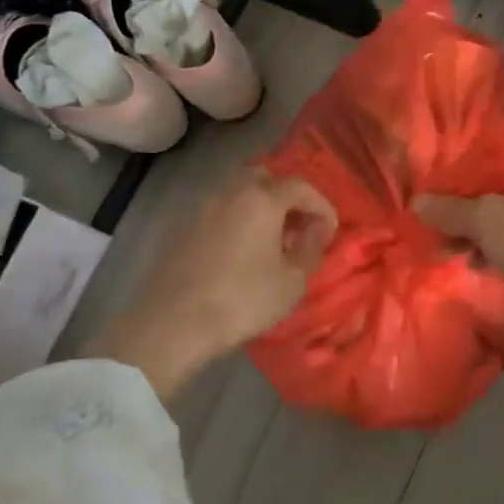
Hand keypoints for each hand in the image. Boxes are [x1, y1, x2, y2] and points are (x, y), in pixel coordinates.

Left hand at [95, 168, 336, 401]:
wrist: (173, 323)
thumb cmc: (243, 300)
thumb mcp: (292, 281)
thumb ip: (310, 249)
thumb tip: (317, 231)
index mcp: (262, 200)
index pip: (301, 187)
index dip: (321, 206)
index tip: (329, 232)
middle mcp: (231, 194)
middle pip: (265, 179)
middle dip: (287, 198)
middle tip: (298, 227)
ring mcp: (202, 210)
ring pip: (239, 194)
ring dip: (260, 209)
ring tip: (271, 242)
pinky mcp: (183, 230)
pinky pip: (220, 214)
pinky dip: (238, 222)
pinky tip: (242, 253)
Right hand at [413, 174, 503, 351]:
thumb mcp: (487, 220)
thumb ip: (451, 210)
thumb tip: (418, 203)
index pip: (498, 150)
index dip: (465, 164)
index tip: (437, 180)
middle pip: (499, 186)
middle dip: (464, 204)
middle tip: (433, 218)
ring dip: (475, 231)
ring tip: (442, 247)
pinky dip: (493, 249)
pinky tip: (469, 263)